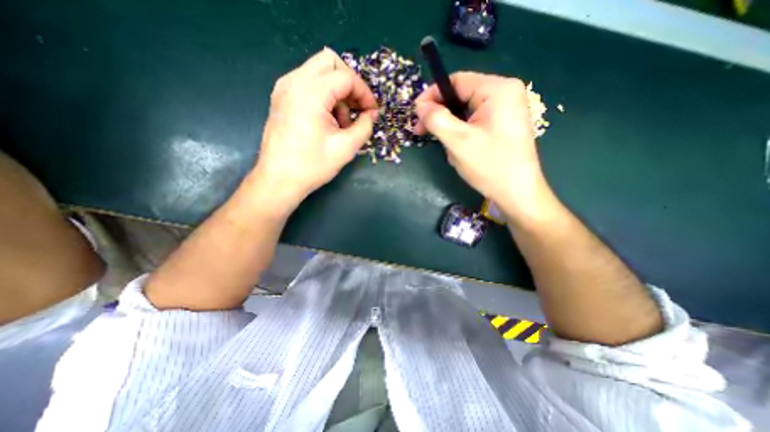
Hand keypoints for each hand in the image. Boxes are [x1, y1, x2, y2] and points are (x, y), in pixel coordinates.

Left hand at [250, 49, 377, 216]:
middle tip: (358, 108)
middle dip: (350, 83)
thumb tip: (372, 114)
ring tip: (342, 122)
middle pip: (330, 62)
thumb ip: (364, 126)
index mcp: (310, 93)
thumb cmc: (312, 165)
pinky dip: (325, 95)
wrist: (279, 180)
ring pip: (319, 71)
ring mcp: (285, 88)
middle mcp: (294, 82)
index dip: (364, 93)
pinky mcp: (282, 97)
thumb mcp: (346, 148)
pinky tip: (328, 120)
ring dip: (337, 91)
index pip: (346, 77)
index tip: (372, 112)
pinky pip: (309, 83)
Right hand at [416, 73, 546, 217]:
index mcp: (498, 89)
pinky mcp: (501, 126)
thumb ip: (436, 119)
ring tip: (449, 151)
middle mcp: (504, 94)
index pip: (456, 81)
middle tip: (421, 133)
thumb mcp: (458, 141)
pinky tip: (460, 153)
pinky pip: (473, 124)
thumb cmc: (490, 166)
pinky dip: (461, 136)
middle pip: (460, 96)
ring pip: (465, 113)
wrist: (517, 194)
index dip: (432, 95)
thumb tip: (420, 105)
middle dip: (440, 116)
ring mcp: (504, 111)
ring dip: (450, 130)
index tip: (416, 114)